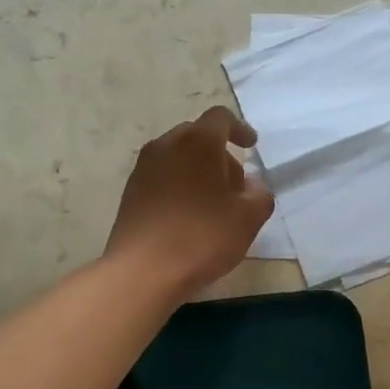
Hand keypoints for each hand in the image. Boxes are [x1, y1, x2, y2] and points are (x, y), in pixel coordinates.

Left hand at [106, 106, 275, 298]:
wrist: (142, 271)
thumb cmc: (201, 237)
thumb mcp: (248, 219)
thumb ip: (259, 196)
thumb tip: (252, 188)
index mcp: (198, 142)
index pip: (220, 117)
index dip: (239, 129)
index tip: (251, 147)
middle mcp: (166, 146)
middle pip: (197, 136)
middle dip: (219, 154)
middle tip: (235, 186)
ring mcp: (143, 169)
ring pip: (177, 156)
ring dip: (197, 171)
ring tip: (212, 205)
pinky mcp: (130, 192)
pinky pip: (161, 177)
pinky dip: (179, 185)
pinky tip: (187, 217)